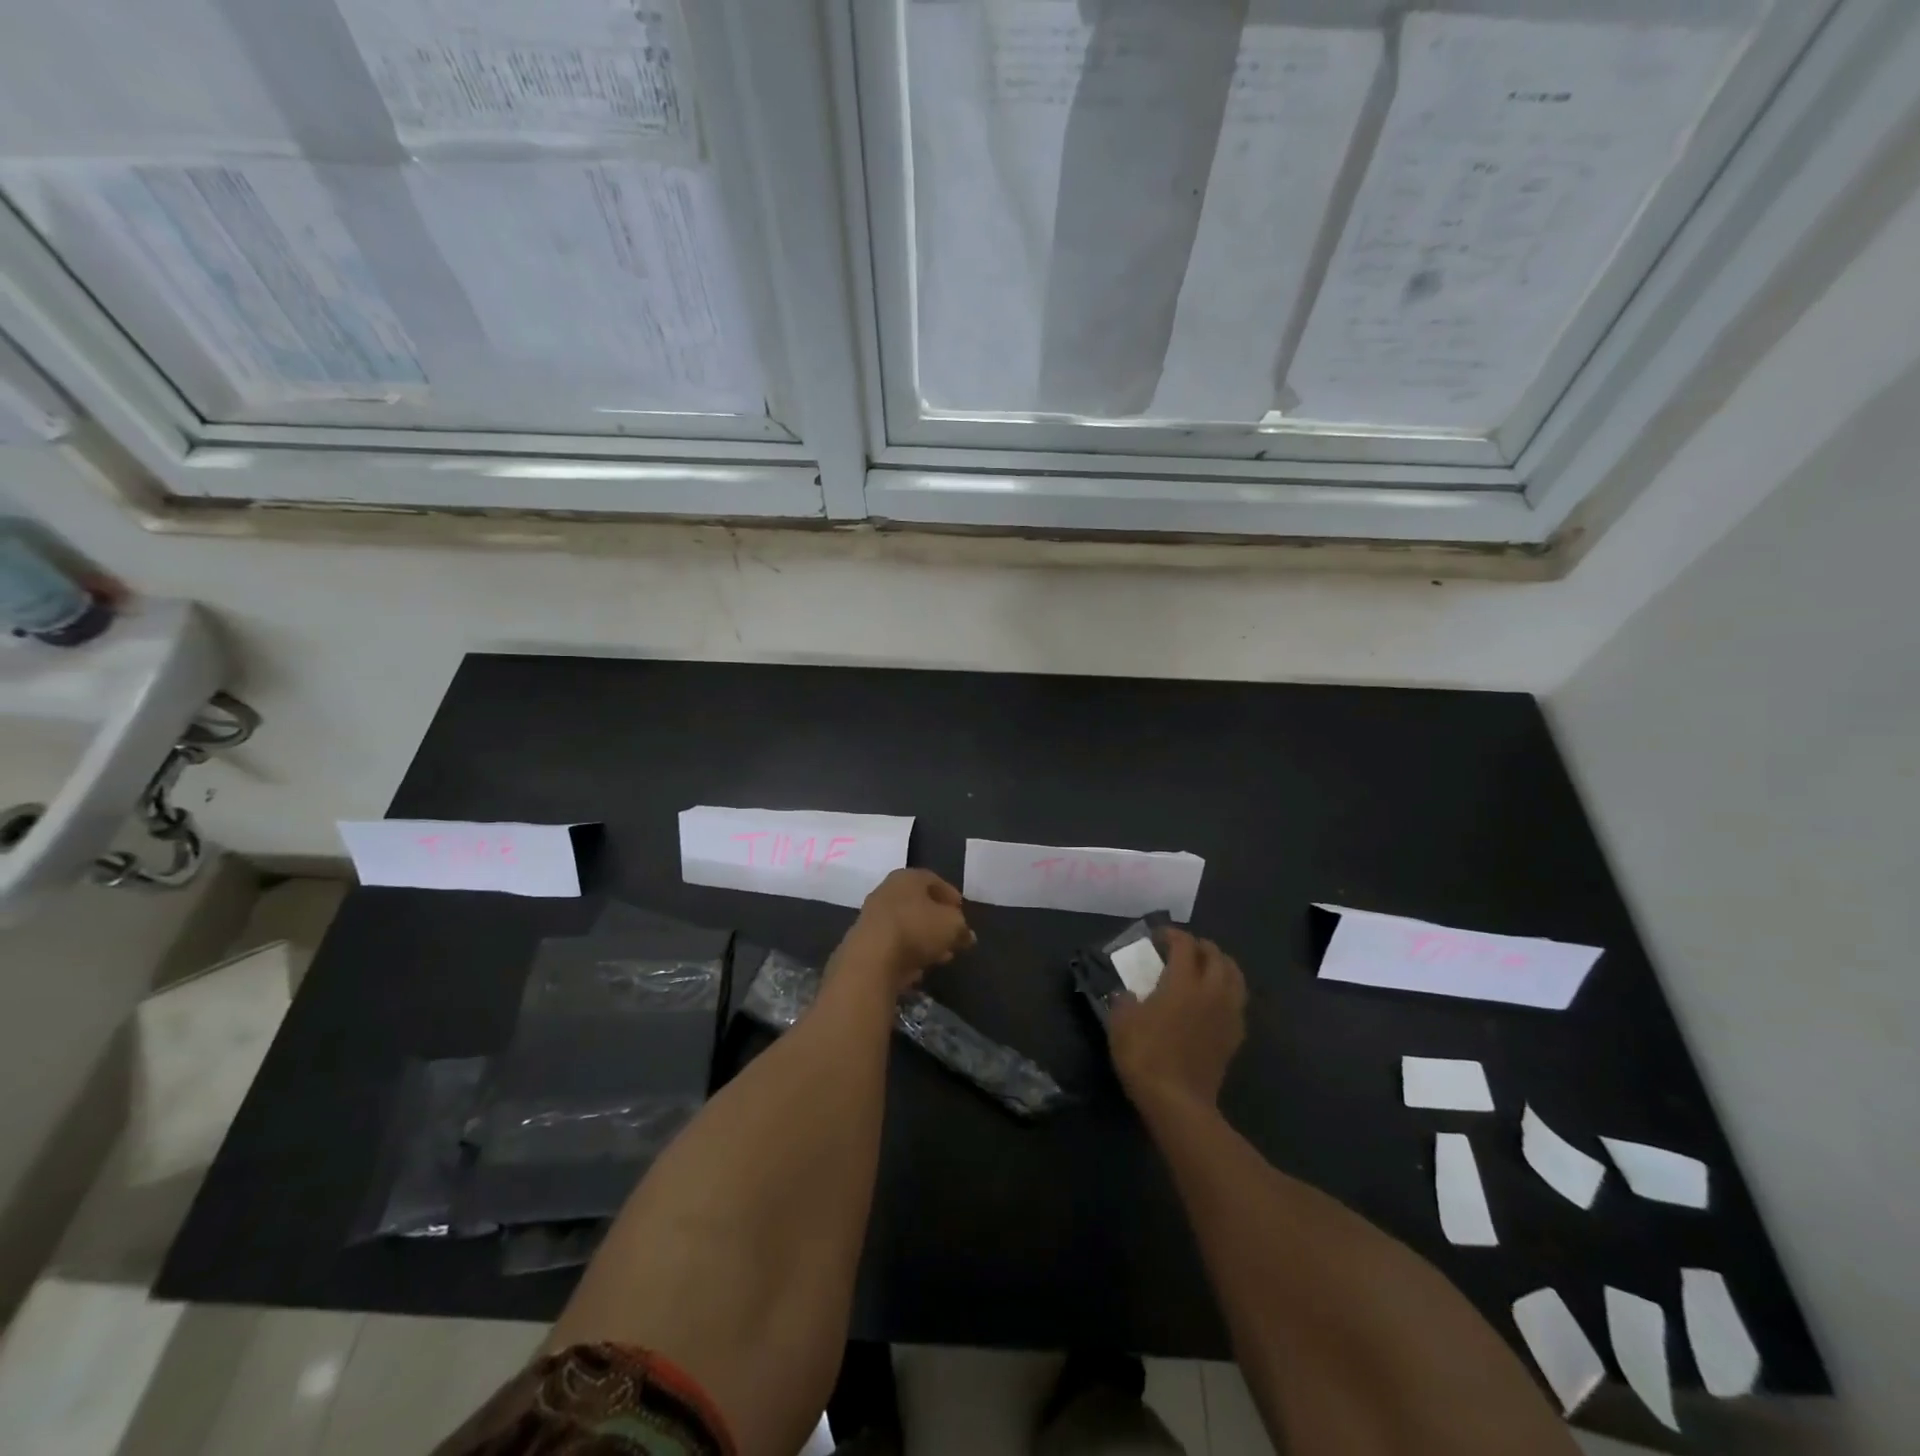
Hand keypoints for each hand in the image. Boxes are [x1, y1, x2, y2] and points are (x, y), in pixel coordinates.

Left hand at [835, 869, 976, 993]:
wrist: (871, 959)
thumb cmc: (916, 929)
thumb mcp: (952, 926)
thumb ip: (962, 928)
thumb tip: (966, 935)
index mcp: (908, 878)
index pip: (933, 880)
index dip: (950, 895)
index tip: (961, 911)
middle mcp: (886, 891)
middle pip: (918, 903)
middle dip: (937, 921)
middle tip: (953, 936)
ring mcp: (872, 916)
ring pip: (906, 925)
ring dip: (924, 940)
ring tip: (942, 956)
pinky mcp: (864, 942)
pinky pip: (893, 944)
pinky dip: (907, 953)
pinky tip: (919, 968)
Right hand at [1108, 928, 1246, 1111]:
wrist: (1178, 1102)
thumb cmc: (1145, 1056)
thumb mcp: (1121, 1022)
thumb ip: (1125, 1000)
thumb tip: (1128, 994)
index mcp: (1184, 981)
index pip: (1185, 944)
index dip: (1172, 934)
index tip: (1157, 936)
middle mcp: (1212, 991)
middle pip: (1215, 955)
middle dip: (1199, 946)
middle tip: (1182, 949)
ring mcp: (1228, 1014)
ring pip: (1235, 976)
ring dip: (1220, 964)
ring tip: (1204, 968)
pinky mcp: (1235, 1036)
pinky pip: (1238, 1001)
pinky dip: (1227, 990)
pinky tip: (1213, 999)